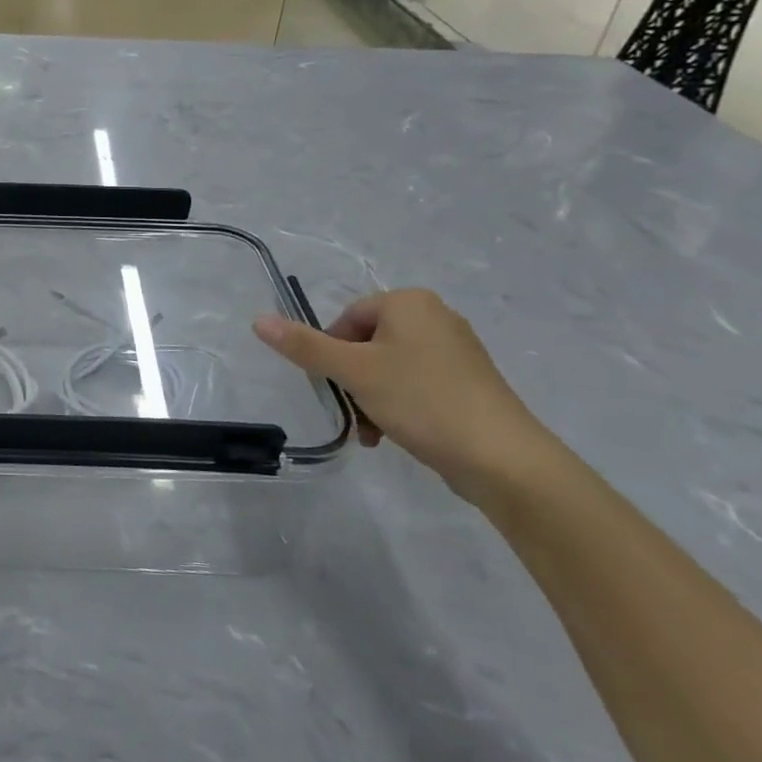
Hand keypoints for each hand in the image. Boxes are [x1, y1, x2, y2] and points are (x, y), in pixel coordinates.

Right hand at [254, 289, 556, 502]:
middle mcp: (435, 317)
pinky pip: (416, 385)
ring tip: (371, 432)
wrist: (504, 459)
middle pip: (367, 343)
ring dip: (370, 399)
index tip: (334, 385)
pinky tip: (393, 435)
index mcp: (409, 302)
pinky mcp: (469, 384)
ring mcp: (456, 352)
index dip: (331, 352)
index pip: (347, 318)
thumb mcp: (353, 371)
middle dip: (351, 381)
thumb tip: (258, 320)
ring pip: (389, 368)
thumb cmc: (422, 401)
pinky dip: (398, 406)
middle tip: (352, 411)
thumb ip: (304, 346)